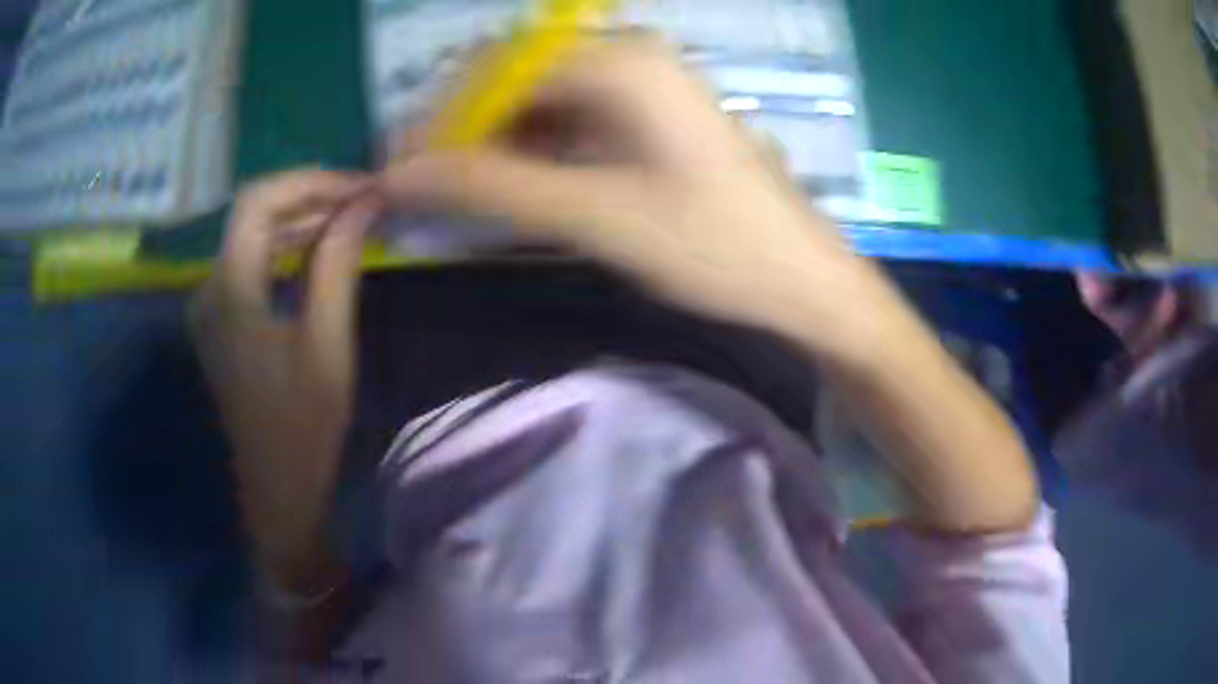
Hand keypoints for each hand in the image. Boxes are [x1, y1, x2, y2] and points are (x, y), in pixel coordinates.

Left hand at [190, 170, 380, 587]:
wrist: (276, 487)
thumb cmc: (303, 425)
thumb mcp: (327, 343)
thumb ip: (338, 264)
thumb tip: (364, 205)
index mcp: (229, 291)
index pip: (259, 200)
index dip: (311, 182)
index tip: (360, 189)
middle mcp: (209, 286)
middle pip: (254, 213)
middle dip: (311, 198)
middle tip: (365, 202)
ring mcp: (210, 302)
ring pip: (253, 234)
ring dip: (301, 220)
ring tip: (353, 219)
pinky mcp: (220, 317)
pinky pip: (252, 262)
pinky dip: (287, 247)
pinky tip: (320, 249)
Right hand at [381, 35, 896, 366]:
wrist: (803, 281)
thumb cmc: (715, 248)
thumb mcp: (595, 216)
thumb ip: (492, 189)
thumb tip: (400, 174)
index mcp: (621, 62)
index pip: (496, 71)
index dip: (440, 120)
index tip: (400, 171)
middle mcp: (630, 56)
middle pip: (517, 79)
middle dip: (465, 130)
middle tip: (425, 187)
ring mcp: (644, 85)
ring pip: (542, 101)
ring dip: (497, 143)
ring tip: (462, 196)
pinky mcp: (651, 117)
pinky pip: (573, 120)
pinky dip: (537, 151)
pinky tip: (520, 187)